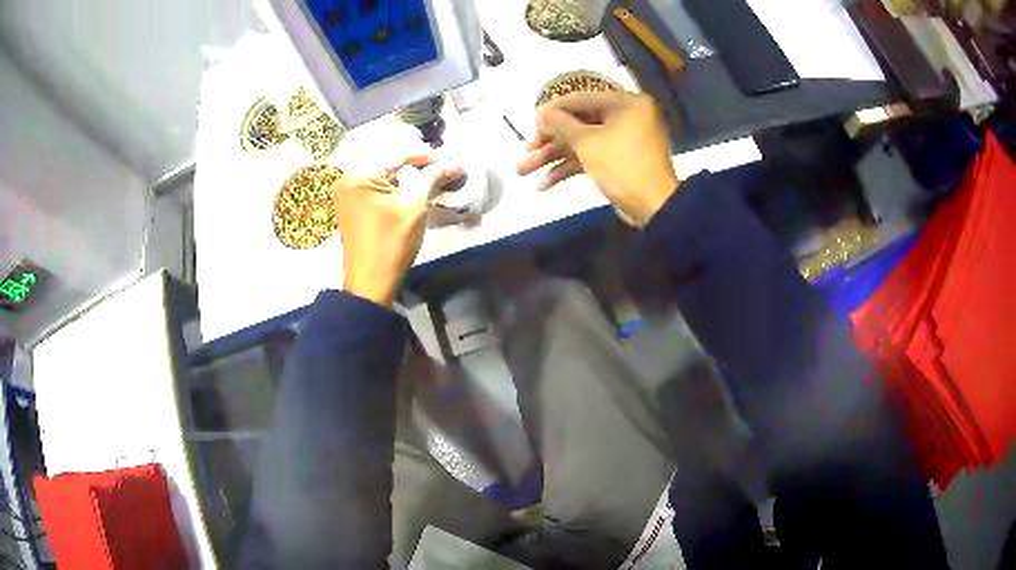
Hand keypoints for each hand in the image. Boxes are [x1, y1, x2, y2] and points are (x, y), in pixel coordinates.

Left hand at [333, 156, 463, 307]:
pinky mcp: (350, 207)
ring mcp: (346, 194)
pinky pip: (375, 188)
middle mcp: (348, 180)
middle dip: (416, 166)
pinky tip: (411, 191)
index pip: (398, 155)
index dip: (426, 156)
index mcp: (359, 176)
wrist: (370, 283)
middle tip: (441, 170)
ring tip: (431, 180)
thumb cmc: (391, 243)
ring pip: (382, 176)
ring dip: (406, 177)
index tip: (449, 161)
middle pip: (388, 163)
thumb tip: (452, 164)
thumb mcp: (414, 207)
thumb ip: (431, 179)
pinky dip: (394, 188)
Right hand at [516, 92, 679, 225]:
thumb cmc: (622, 166)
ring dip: (553, 157)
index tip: (530, 121)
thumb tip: (540, 112)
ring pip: (582, 142)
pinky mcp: (619, 160)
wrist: (654, 207)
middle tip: (525, 150)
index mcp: (625, 103)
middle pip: (579, 123)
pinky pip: (591, 157)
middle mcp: (626, 116)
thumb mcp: (587, 142)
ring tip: (522, 170)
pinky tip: (544, 184)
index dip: (553, 110)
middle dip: (549, 140)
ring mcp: (622, 140)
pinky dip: (569, 168)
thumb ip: (560, 123)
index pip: (581, 99)